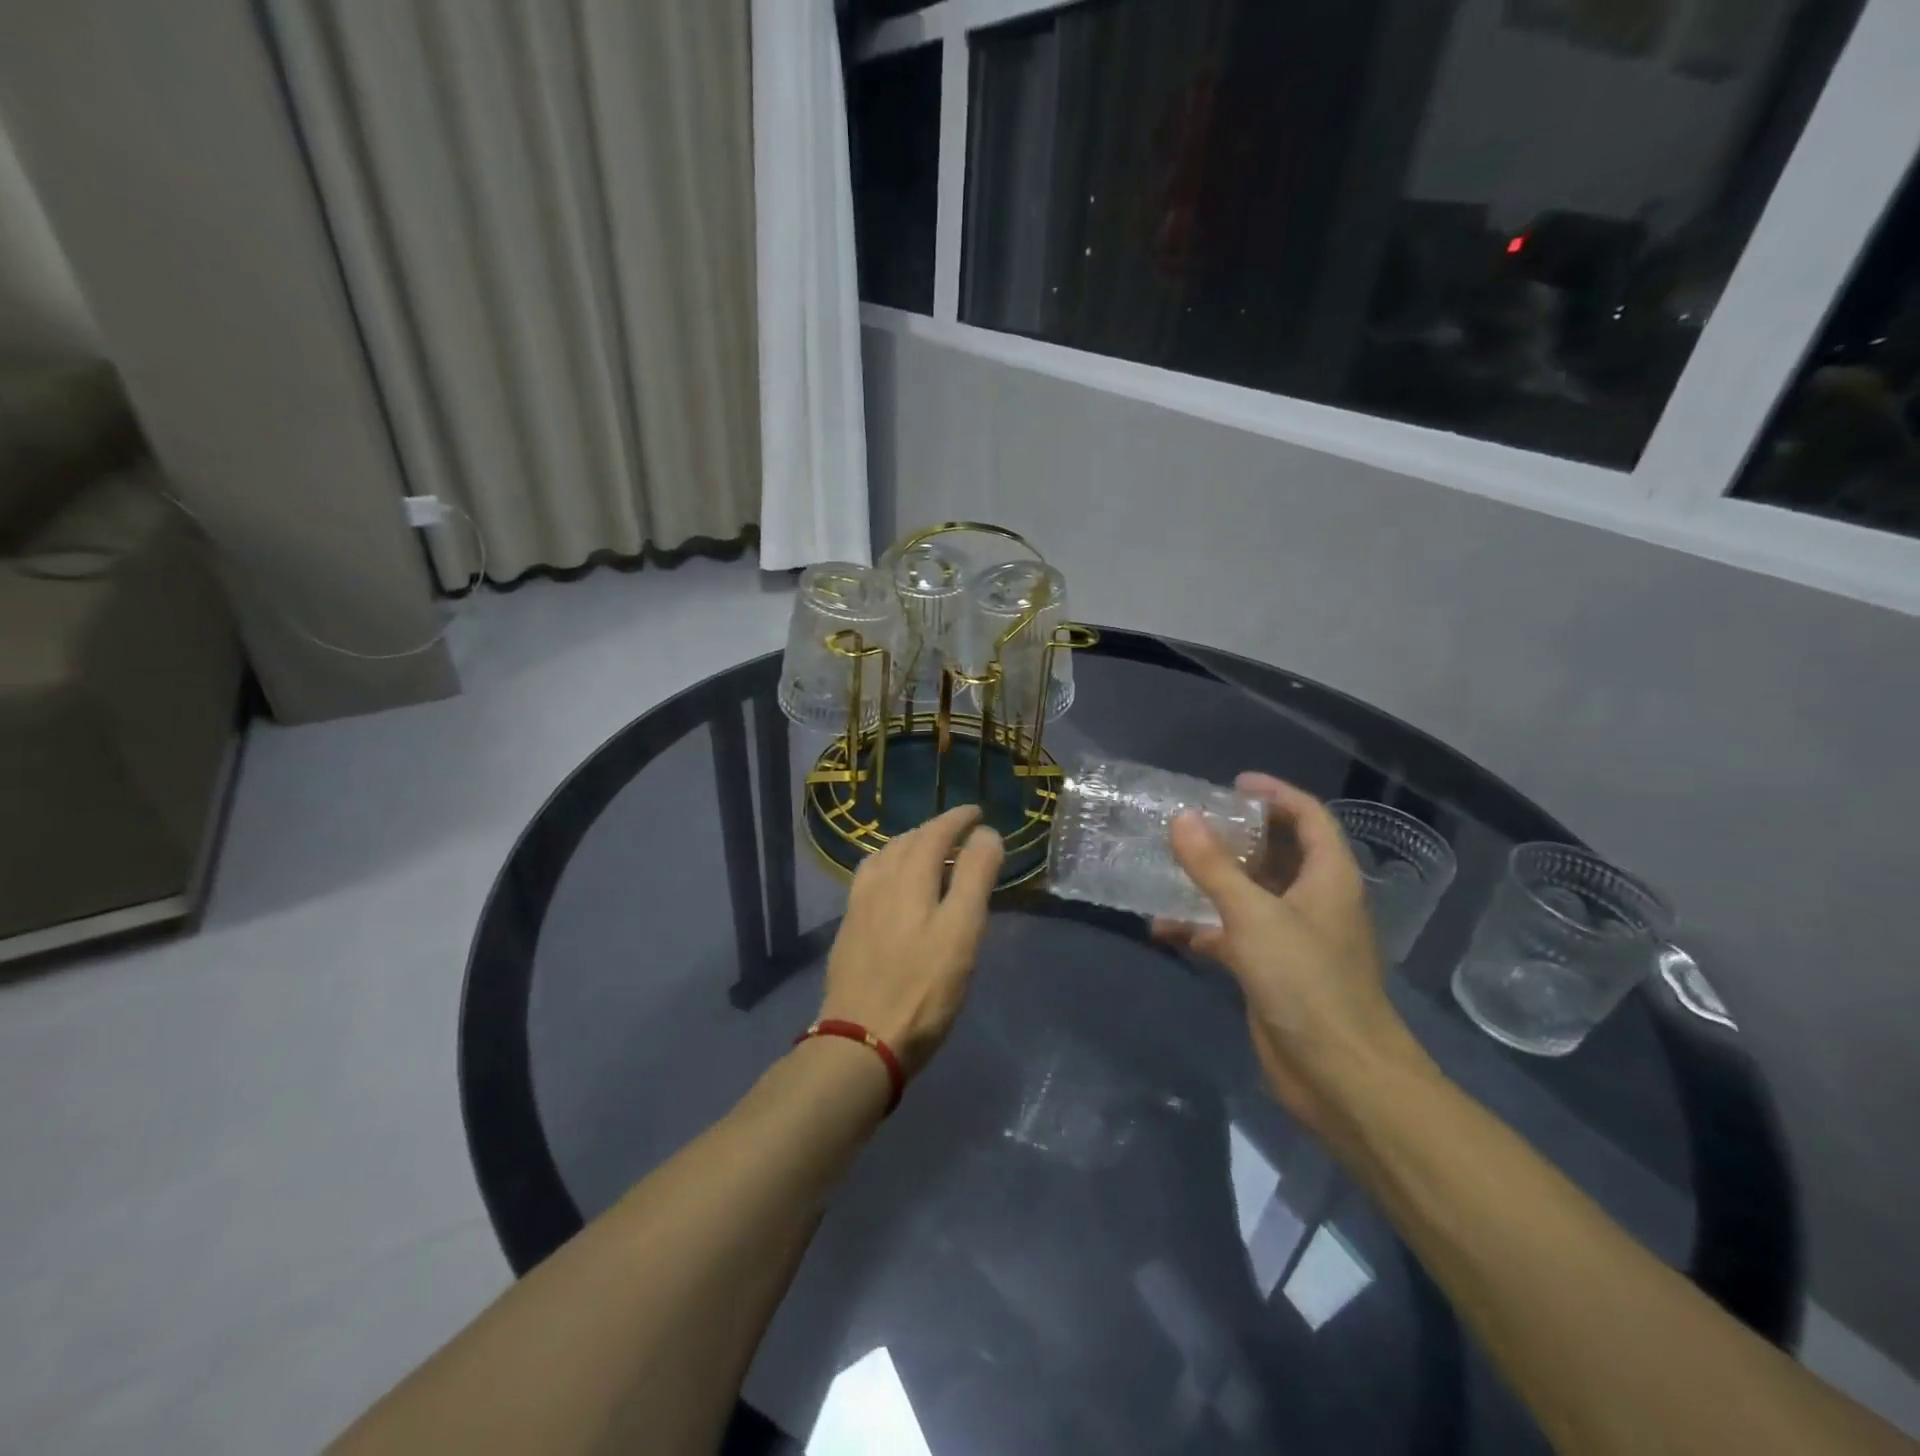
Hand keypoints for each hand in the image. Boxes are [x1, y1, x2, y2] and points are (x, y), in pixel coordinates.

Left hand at [818, 805, 1004, 1077]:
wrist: (860, 1040)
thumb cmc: (923, 988)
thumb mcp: (962, 932)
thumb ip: (975, 878)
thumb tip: (986, 834)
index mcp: (909, 876)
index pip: (935, 832)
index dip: (958, 819)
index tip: (977, 813)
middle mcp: (880, 881)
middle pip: (907, 841)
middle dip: (934, 829)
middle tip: (959, 832)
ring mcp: (859, 905)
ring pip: (884, 857)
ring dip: (909, 845)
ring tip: (927, 852)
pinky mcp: (849, 928)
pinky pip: (870, 878)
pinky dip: (889, 866)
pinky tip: (893, 886)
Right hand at [1155, 774, 1421, 1137]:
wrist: (1339, 1076)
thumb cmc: (1307, 983)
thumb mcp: (1254, 916)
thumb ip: (1214, 867)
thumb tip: (1182, 818)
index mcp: (1328, 877)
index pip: (1309, 817)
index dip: (1276, 794)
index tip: (1232, 784)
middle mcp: (1314, 901)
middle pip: (1276, 853)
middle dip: (1235, 836)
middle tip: (1190, 822)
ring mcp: (1292, 938)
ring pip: (1249, 894)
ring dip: (1211, 882)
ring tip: (1165, 868)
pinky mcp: (1271, 971)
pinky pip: (1232, 934)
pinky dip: (1201, 927)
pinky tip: (1163, 928)